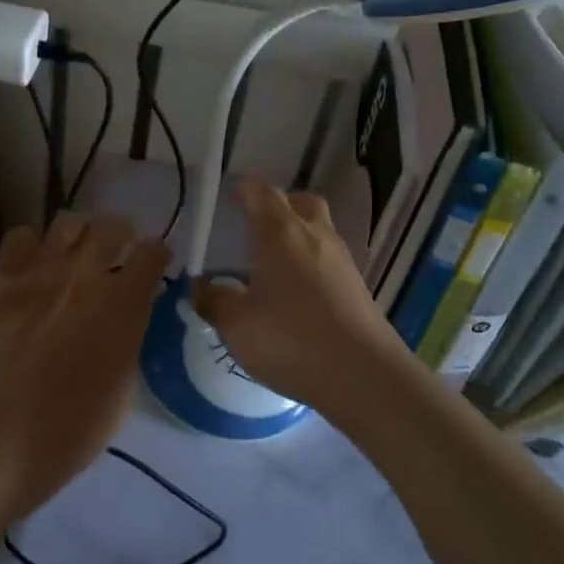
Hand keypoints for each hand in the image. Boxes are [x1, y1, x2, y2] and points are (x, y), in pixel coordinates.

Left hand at [0, 213, 168, 509]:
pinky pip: (19, 236)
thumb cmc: (78, 424)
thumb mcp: (125, 379)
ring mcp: (41, 273)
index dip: (156, 253)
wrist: (9, 435)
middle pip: (112, 224)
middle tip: (115, 247)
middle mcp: (87, 275)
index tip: (153, 260)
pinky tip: (30, 264)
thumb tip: (122, 315)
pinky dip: (29, 245)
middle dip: (120, 232)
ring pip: (67, 221)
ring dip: (78, 232)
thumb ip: (127, 334)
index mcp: (125, 304)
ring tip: (72, 250)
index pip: (152, 252)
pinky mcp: (3, 280)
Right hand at [193, 182, 408, 416]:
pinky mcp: (358, 286)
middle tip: (257, 223)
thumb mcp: (237, 325)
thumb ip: (214, 302)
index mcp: (280, 233)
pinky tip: (299, 292)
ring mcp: (342, 260)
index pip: (262, 193)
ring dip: (298, 234)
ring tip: (275, 261)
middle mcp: (314, 235)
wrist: (364, 375)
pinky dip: (312, 262)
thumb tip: (200, 288)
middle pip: (300, 202)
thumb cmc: (291, 339)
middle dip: (279, 205)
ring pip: (319, 229)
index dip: (246, 188)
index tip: (232, 192)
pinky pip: (330, 258)